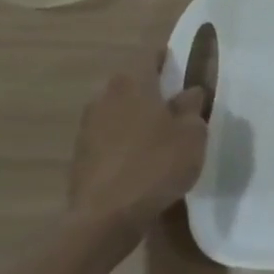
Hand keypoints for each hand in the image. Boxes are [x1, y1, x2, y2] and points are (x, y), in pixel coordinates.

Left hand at [68, 60, 210, 234]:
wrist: (105, 218)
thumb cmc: (156, 164)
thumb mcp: (192, 133)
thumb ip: (192, 106)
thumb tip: (187, 92)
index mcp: (132, 83)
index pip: (149, 55)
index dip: (168, 57)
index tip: (183, 66)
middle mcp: (105, 96)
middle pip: (132, 83)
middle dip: (153, 89)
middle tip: (178, 103)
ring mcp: (88, 126)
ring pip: (120, 110)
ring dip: (138, 116)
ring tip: (162, 133)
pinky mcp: (81, 155)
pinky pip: (110, 136)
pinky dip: (126, 140)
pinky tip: (143, 158)